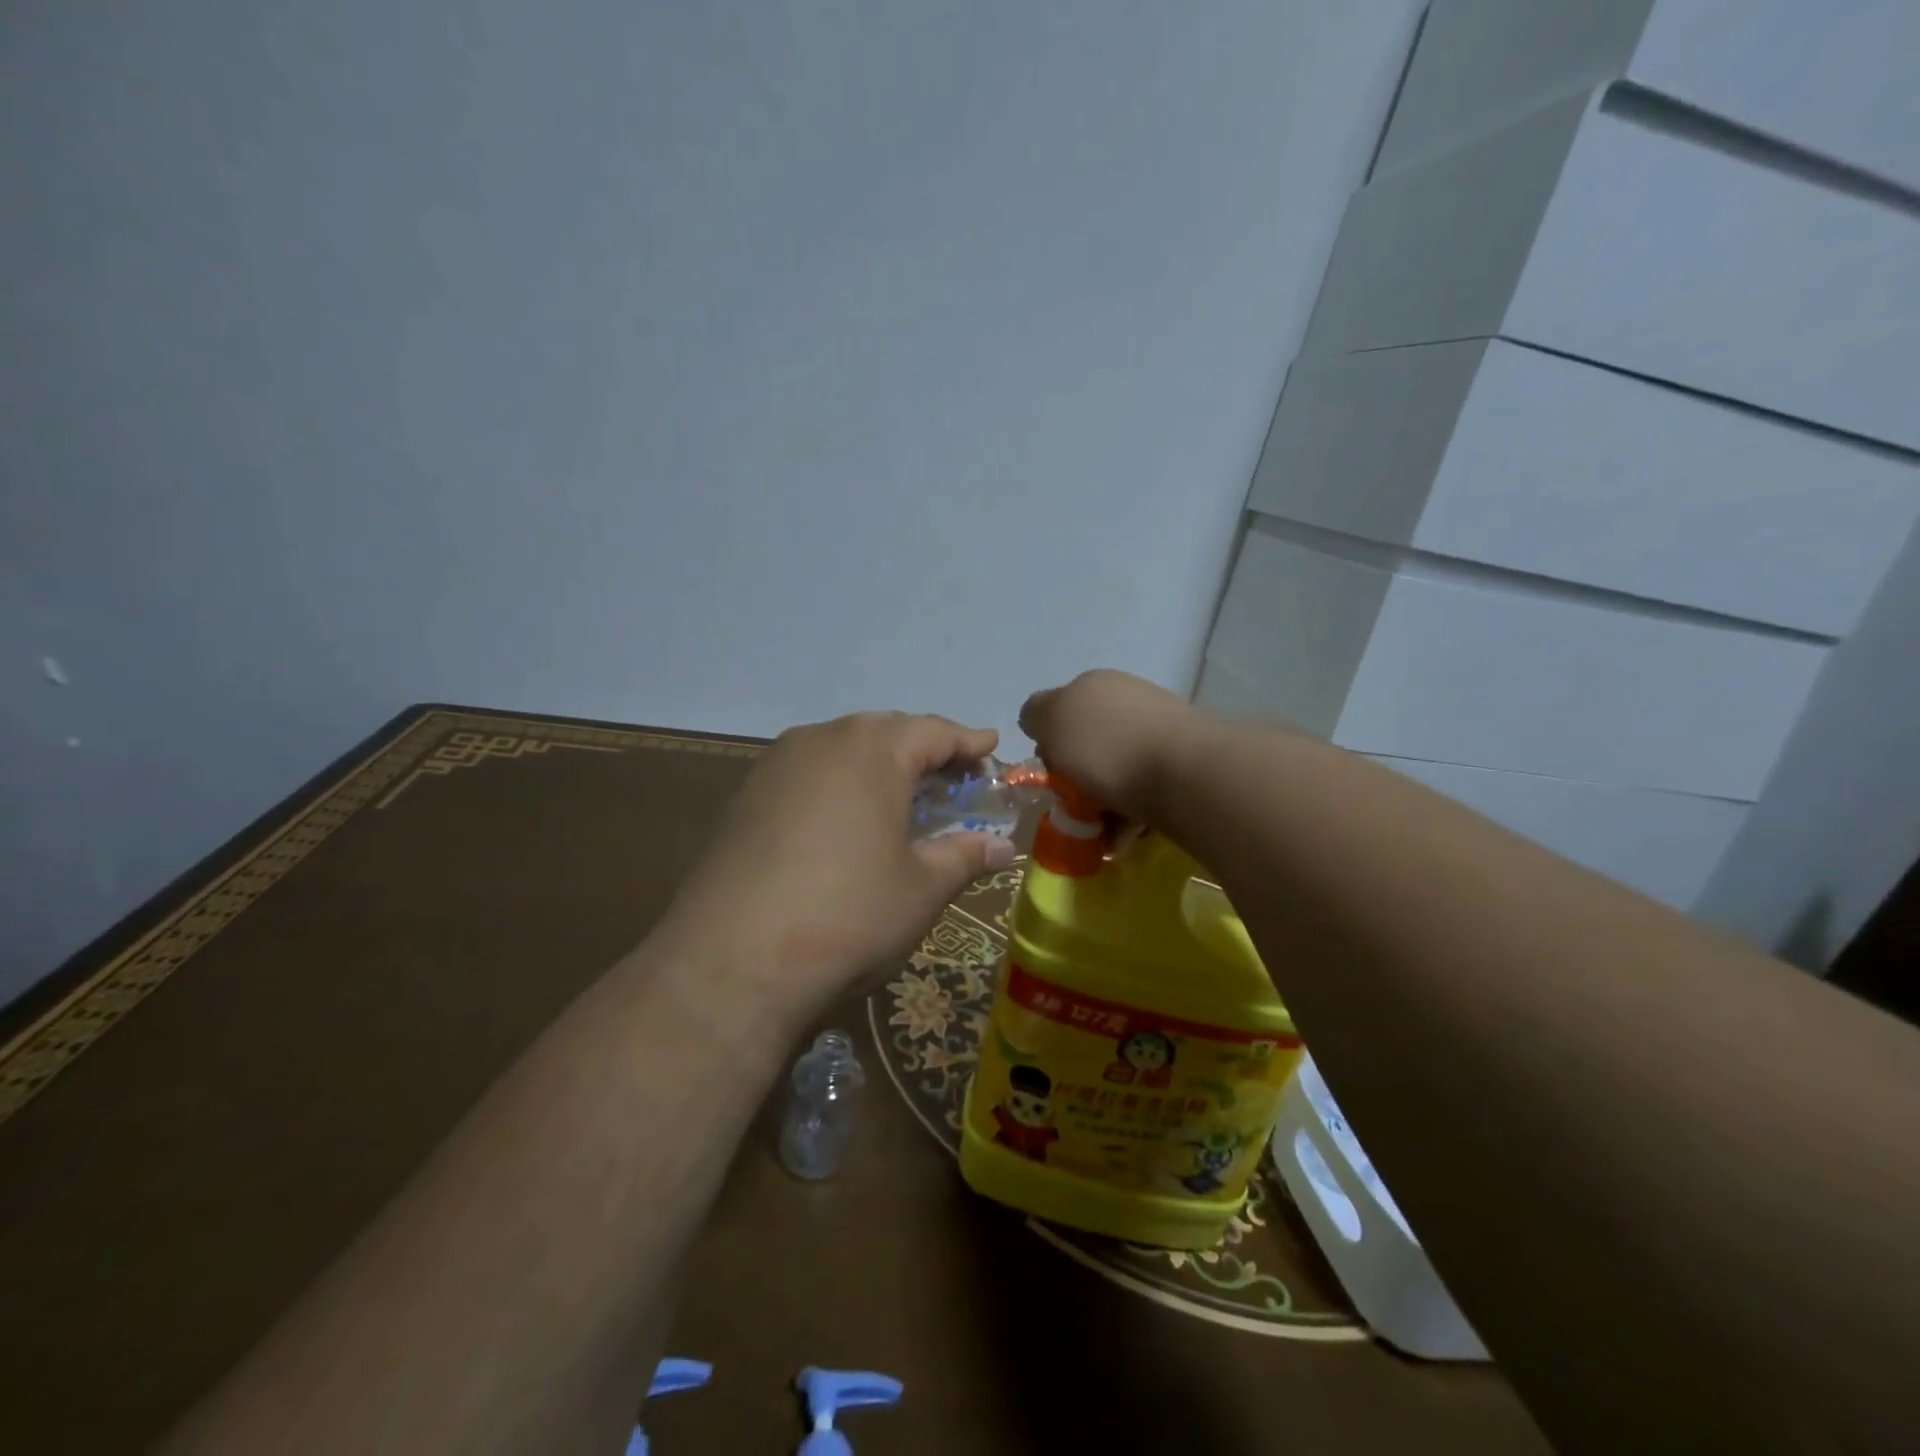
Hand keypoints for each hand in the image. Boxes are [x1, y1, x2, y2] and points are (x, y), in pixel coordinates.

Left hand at [653, 713, 1016, 1023]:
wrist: (731, 962)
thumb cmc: (849, 914)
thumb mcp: (922, 888)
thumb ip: (965, 856)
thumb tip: (1002, 847)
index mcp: (871, 749)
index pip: (933, 731)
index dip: (968, 741)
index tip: (991, 747)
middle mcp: (820, 740)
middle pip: (885, 732)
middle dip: (923, 751)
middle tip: (953, 779)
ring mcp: (775, 766)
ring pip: (841, 750)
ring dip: (878, 766)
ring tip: (902, 799)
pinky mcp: (745, 797)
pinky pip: (808, 774)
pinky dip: (839, 785)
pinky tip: (846, 822)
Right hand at [1018, 669, 1199, 822]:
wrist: (1186, 774)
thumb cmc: (1107, 746)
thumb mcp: (1052, 720)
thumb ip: (1036, 715)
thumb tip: (1039, 719)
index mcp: (1095, 686)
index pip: (1058, 711)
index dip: (1048, 744)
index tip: (1048, 774)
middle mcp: (1127, 701)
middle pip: (1087, 744)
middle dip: (1075, 778)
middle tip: (1070, 806)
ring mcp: (1158, 732)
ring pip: (1114, 771)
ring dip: (1100, 803)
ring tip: (1097, 833)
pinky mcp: (1181, 767)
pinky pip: (1142, 792)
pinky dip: (1127, 816)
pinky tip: (1122, 838)